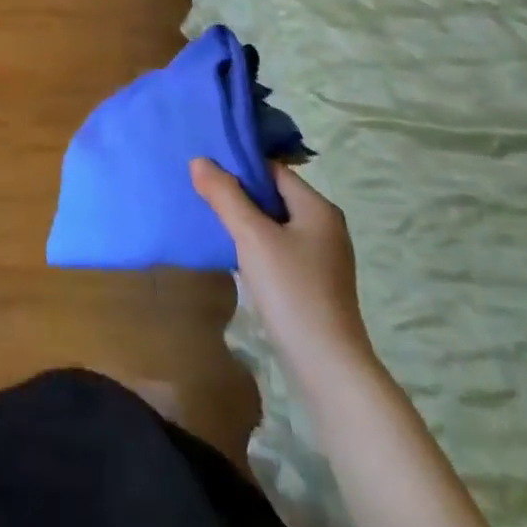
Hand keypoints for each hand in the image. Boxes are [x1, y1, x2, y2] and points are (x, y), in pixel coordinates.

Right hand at [191, 158, 373, 387]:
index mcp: (318, 208)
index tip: (205, 168)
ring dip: (244, 218)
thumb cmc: (292, 291)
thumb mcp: (252, 237)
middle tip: (200, 190)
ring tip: (209, 217)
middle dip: (238, 192)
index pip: (273, 170)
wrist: (327, 366)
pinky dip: (255, 243)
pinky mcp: (313, 281)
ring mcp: (321, 256)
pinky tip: (232, 251)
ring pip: (274, 223)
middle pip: (273, 195)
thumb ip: (225, 196)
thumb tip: (199, 160)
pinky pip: (278, 247)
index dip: (239, 165)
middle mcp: (324, 226)